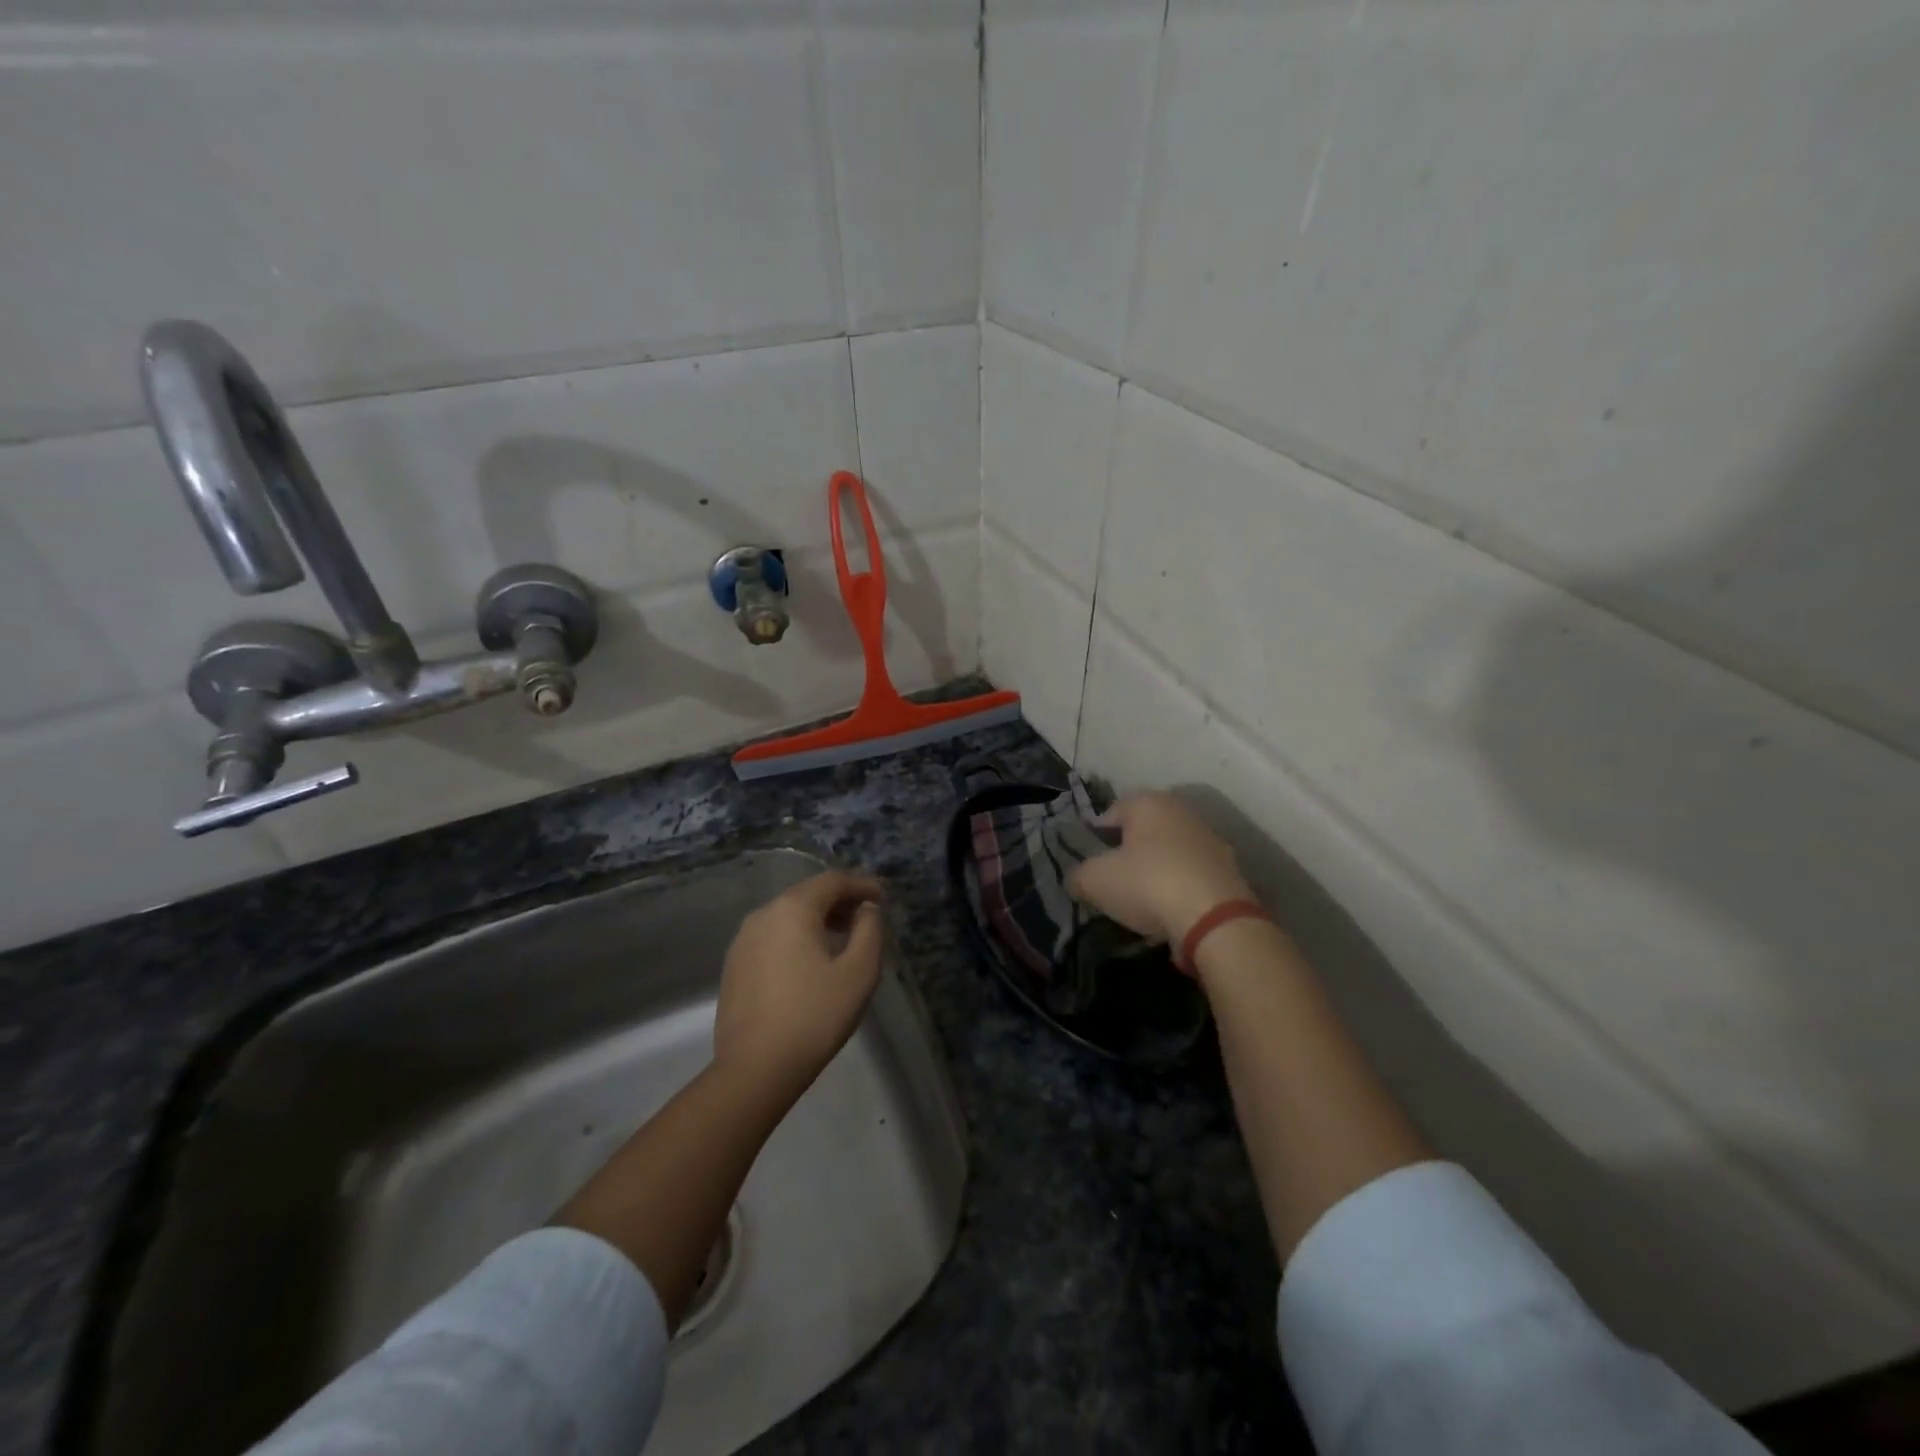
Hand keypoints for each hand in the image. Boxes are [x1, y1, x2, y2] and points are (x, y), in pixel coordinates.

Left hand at [713, 871, 884, 1090]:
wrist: (755, 1069)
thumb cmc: (814, 1016)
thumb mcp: (859, 972)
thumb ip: (869, 930)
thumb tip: (865, 910)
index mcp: (792, 909)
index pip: (832, 881)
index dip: (860, 884)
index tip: (882, 897)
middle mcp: (763, 915)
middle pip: (807, 895)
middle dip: (839, 901)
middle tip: (866, 917)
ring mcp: (743, 941)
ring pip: (787, 916)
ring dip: (818, 920)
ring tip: (842, 940)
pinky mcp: (734, 966)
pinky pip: (772, 937)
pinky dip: (797, 938)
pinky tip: (811, 962)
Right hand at [1067, 793, 1254, 944]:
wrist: (1215, 919)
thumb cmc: (1148, 884)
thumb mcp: (1095, 881)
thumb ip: (1079, 876)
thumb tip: (1078, 880)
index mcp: (1148, 803)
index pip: (1111, 812)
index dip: (1095, 837)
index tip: (1089, 862)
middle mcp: (1181, 812)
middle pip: (1144, 831)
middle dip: (1128, 852)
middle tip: (1113, 880)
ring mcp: (1210, 840)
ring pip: (1171, 852)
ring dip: (1157, 870)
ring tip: (1142, 900)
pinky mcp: (1229, 870)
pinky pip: (1192, 875)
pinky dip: (1180, 888)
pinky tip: (1171, 912)